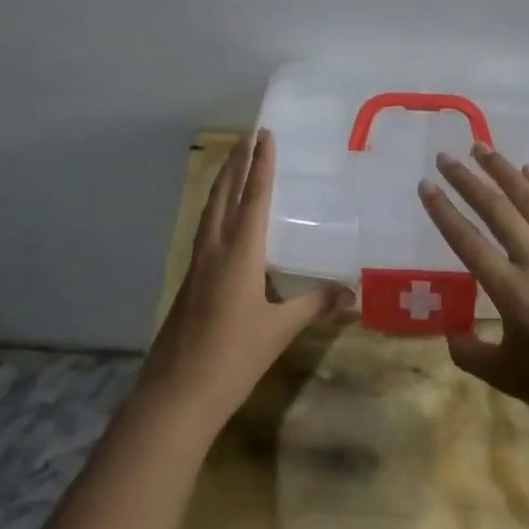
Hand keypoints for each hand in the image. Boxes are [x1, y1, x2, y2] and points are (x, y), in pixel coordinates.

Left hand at [140, 130, 349, 428]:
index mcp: (239, 254)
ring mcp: (197, 263)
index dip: (261, 166)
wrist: (177, 393)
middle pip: (225, 194)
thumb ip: (314, 305)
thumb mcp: (279, 330)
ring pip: (210, 209)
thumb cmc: (233, 358)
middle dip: (237, 162)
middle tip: (248, 135)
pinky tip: (220, 214)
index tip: (265, 136)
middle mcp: (214, 249)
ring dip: (223, 180)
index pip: (253, 199)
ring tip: (234, 160)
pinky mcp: (189, 278)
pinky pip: (204, 227)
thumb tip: (351, 293)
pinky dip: (215, 206)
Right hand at [420, 144, 528, 439]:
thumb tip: (449, 331)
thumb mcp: (504, 376)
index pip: (468, 242)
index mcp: (512, 293)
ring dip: (505, 172)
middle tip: (446, 157)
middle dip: (468, 180)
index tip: (426, 186)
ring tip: (483, 149)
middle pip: (497, 211)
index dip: (444, 212)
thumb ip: (469, 352)